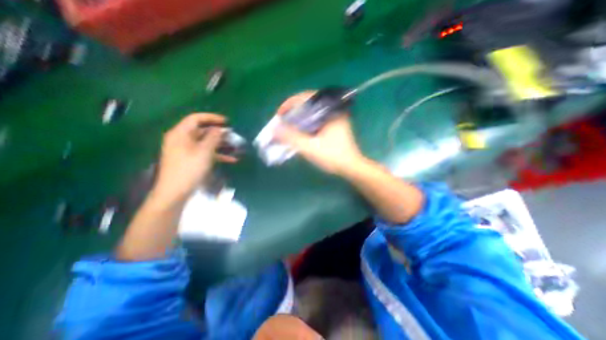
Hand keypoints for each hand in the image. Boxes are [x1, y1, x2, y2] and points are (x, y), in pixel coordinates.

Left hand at [152, 113, 235, 203]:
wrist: (175, 193)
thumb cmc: (189, 169)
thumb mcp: (204, 151)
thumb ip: (213, 138)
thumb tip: (220, 129)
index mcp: (180, 134)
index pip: (196, 119)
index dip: (212, 118)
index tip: (227, 121)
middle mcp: (181, 140)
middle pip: (202, 131)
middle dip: (218, 133)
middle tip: (232, 136)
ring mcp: (185, 151)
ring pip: (205, 143)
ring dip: (220, 145)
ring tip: (235, 148)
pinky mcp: (190, 160)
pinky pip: (205, 153)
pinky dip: (217, 155)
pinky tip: (231, 160)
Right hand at [275, 91, 363, 175]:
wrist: (351, 167)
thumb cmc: (333, 157)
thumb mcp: (310, 148)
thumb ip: (292, 138)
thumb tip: (275, 129)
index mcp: (330, 112)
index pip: (307, 97)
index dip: (290, 103)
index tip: (280, 113)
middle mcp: (333, 111)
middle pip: (309, 102)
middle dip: (294, 108)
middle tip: (283, 118)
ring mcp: (335, 117)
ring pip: (313, 110)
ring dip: (300, 114)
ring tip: (289, 122)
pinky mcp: (334, 125)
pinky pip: (317, 117)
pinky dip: (306, 121)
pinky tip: (300, 129)